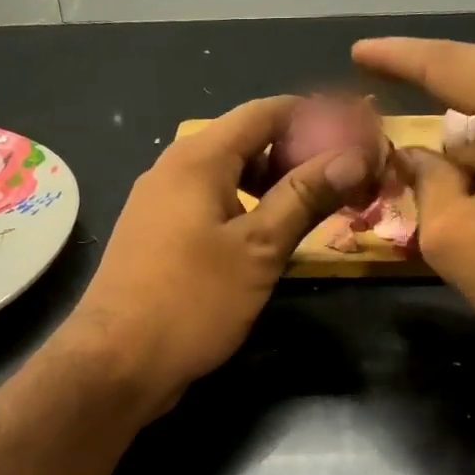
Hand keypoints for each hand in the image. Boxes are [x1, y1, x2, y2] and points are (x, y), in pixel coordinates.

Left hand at [63, 95, 373, 410]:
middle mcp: (173, 169)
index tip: (357, 135)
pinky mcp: (156, 238)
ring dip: (272, 184)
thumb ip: (305, 197)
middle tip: (344, 177)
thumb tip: (356, 156)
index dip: (315, 116)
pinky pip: (209, 206)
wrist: (117, 362)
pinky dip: (245, 209)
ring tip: (315, 206)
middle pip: (245, 141)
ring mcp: (159, 205)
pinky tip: (268, 237)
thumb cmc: (192, 301)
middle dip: (297, 152)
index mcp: (198, 158)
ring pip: (226, 177)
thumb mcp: (258, 248)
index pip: (265, 112)